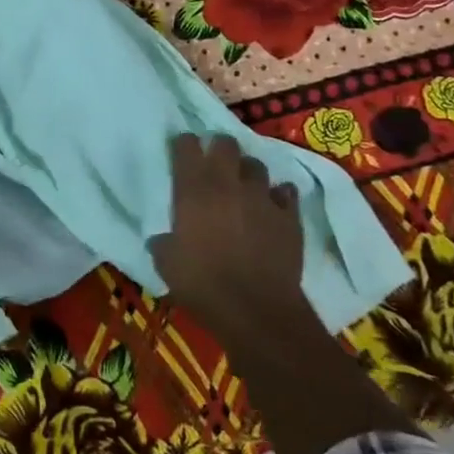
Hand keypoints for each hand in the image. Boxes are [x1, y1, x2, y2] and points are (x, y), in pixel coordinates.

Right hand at [149, 134, 307, 352]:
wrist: (256, 310)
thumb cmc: (202, 284)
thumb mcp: (166, 263)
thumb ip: (164, 242)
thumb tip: (163, 239)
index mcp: (193, 189)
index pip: (186, 146)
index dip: (184, 145)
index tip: (181, 152)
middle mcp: (228, 183)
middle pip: (226, 144)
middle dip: (219, 147)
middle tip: (214, 162)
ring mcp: (262, 197)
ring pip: (257, 166)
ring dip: (248, 172)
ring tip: (244, 186)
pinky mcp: (289, 217)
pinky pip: (286, 193)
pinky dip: (278, 196)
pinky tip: (272, 207)